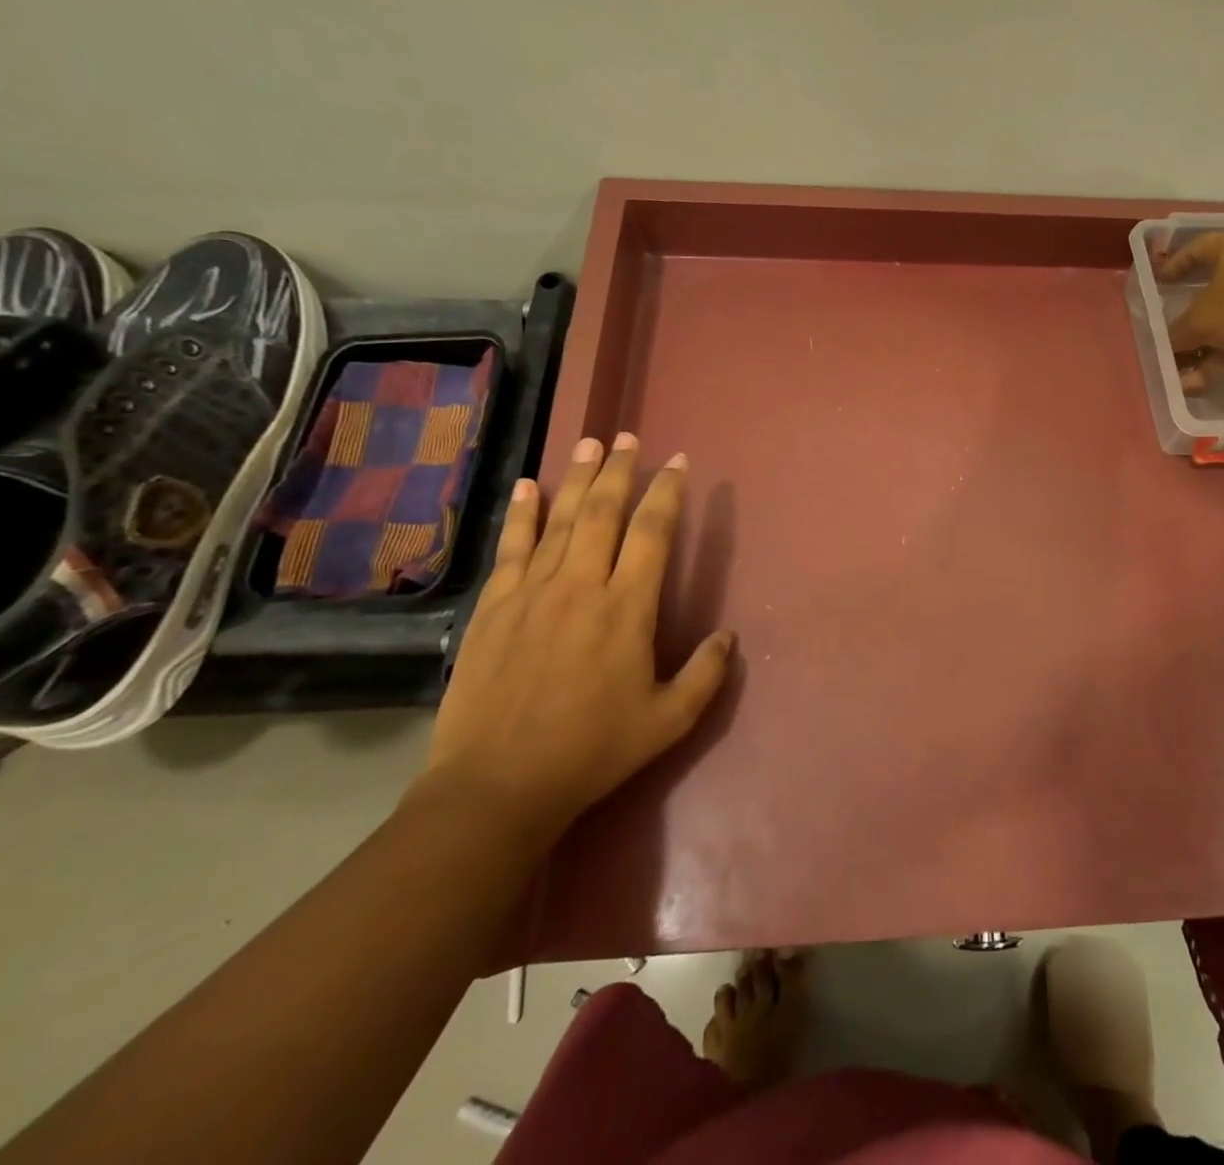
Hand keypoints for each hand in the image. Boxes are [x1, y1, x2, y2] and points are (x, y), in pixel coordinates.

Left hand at [413, 433, 731, 844]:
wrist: (497, 786)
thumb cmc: (591, 751)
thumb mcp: (668, 721)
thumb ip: (707, 675)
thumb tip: (729, 636)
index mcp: (628, 609)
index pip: (653, 533)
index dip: (668, 493)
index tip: (678, 462)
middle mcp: (582, 586)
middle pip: (603, 512)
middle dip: (619, 471)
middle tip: (627, 437)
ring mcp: (532, 593)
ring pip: (559, 520)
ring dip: (576, 478)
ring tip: (588, 443)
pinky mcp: (494, 607)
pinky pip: (511, 547)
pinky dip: (521, 513)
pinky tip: (528, 485)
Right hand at [1154, 231, 1223, 389]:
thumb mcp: (1200, 321)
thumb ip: (1178, 333)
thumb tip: (1170, 343)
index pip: (1199, 247)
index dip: (1177, 263)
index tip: (1162, 281)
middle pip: (1214, 289)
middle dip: (1190, 318)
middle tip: (1173, 333)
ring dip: (1205, 346)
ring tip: (1185, 374)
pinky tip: (1205, 381)